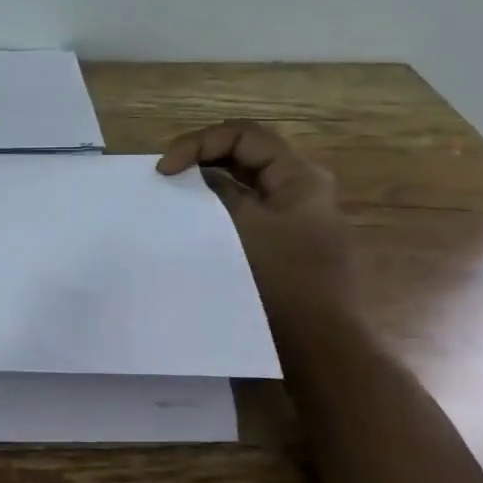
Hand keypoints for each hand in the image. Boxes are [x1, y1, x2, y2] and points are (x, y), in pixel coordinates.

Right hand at [157, 120, 358, 330]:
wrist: (318, 348)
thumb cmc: (282, 282)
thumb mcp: (241, 228)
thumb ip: (215, 193)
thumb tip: (193, 176)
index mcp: (300, 177)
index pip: (243, 134)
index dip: (198, 143)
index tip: (165, 170)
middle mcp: (302, 190)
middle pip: (245, 154)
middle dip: (202, 158)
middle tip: (167, 177)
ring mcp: (295, 218)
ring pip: (245, 184)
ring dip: (208, 184)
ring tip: (174, 198)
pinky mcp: (285, 245)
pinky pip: (247, 212)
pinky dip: (219, 209)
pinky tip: (195, 225)